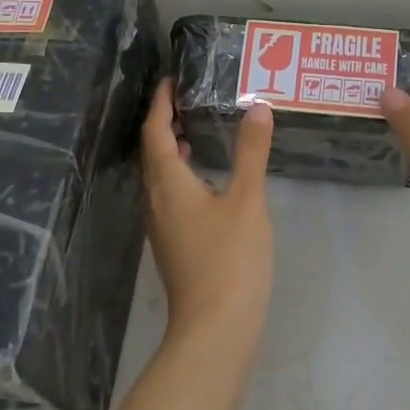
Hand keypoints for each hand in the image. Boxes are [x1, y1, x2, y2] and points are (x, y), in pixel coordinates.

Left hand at [141, 79, 274, 343]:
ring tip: (195, 128)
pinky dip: (181, 171)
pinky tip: (205, 176)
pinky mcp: (174, 243)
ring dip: (172, 148)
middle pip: (153, 152)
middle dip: (164, 122)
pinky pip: (169, 193)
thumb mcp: (247, 199)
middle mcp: (157, 201)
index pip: (155, 132)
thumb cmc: (229, 258)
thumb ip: (251, 151)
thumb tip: (257, 107)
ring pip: (160, 175)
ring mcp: (163, 226)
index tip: (169, 80)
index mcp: (168, 184)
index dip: (159, 104)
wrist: (215, 330)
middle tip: (185, 97)